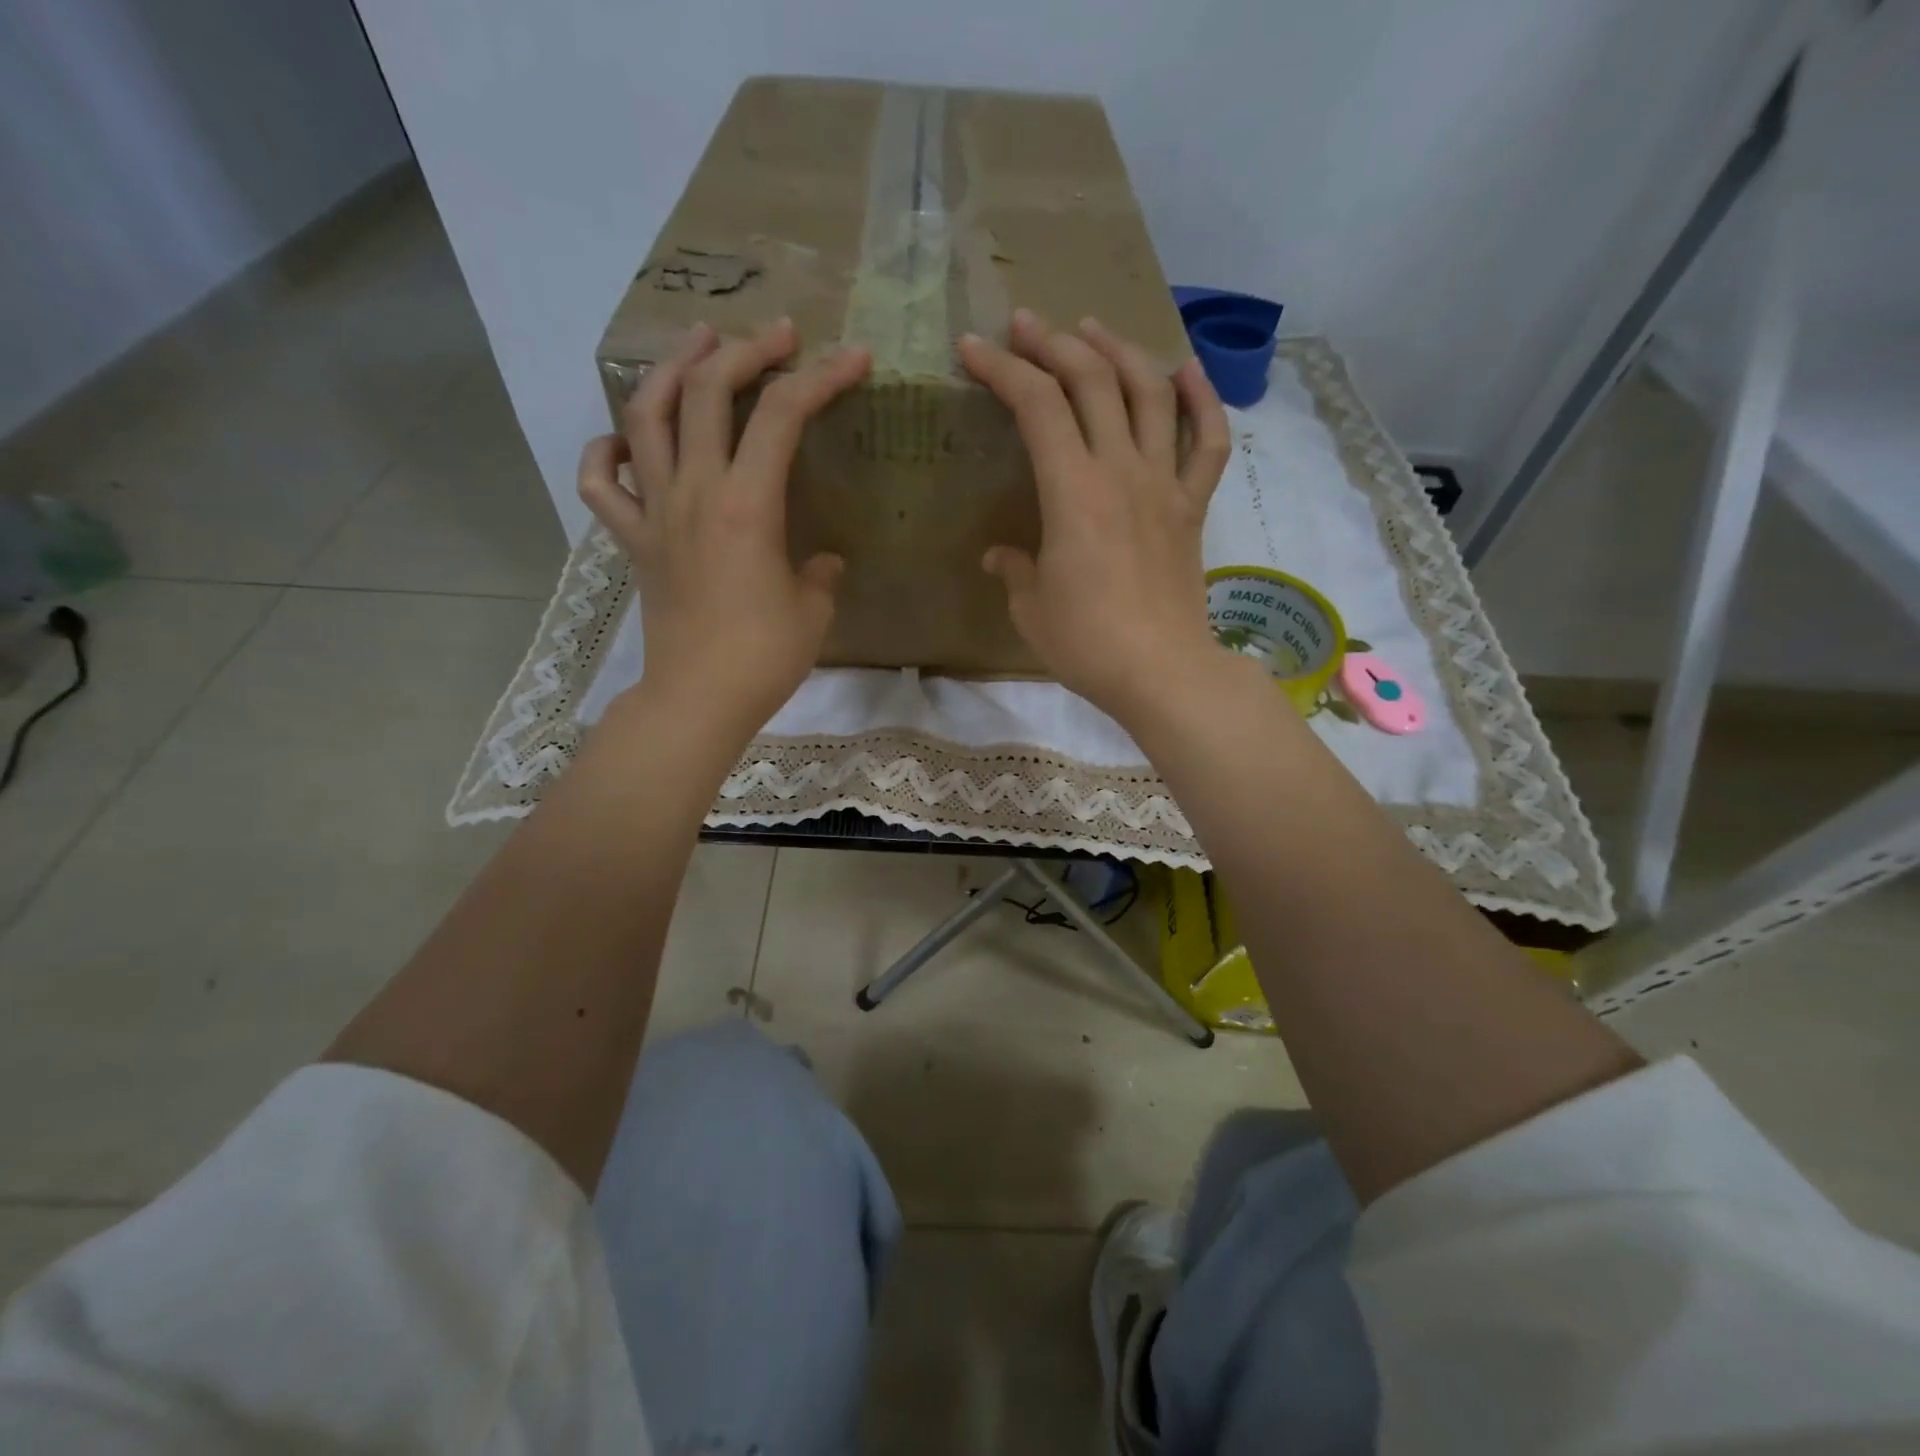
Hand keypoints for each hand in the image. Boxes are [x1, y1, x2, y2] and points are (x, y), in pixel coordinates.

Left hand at [578, 319, 870, 738]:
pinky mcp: (633, 540)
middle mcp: (695, 492)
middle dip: (746, 350)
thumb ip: (820, 574)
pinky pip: (600, 482)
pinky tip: (625, 440)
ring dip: (672, 370)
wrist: (698, 698)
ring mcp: (655, 512)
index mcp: (747, 505)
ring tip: (697, 346)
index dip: (822, 377)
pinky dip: (605, 450)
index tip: (853, 358)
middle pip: (707, 391)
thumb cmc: (764, 657)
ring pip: (646, 417)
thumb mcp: (814, 611)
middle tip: (776, 335)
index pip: (783, 415)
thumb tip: (822, 561)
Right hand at [958, 310, 1231, 721]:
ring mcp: (1164, 483)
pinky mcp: (1193, 506)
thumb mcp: (1031, 608)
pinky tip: (1185, 371)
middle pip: (1092, 380)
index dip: (1002, 369)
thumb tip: (1001, 556)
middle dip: (1053, 343)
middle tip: (1025, 325)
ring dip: (1118, 351)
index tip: (973, 348)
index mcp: (1072, 491)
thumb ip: (1014, 570)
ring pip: (1149, 393)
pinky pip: (1207, 442)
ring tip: (1092, 331)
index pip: (1036, 405)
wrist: (1161, 671)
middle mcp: (1121, 470)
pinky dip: (1201, 400)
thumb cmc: (1086, 644)